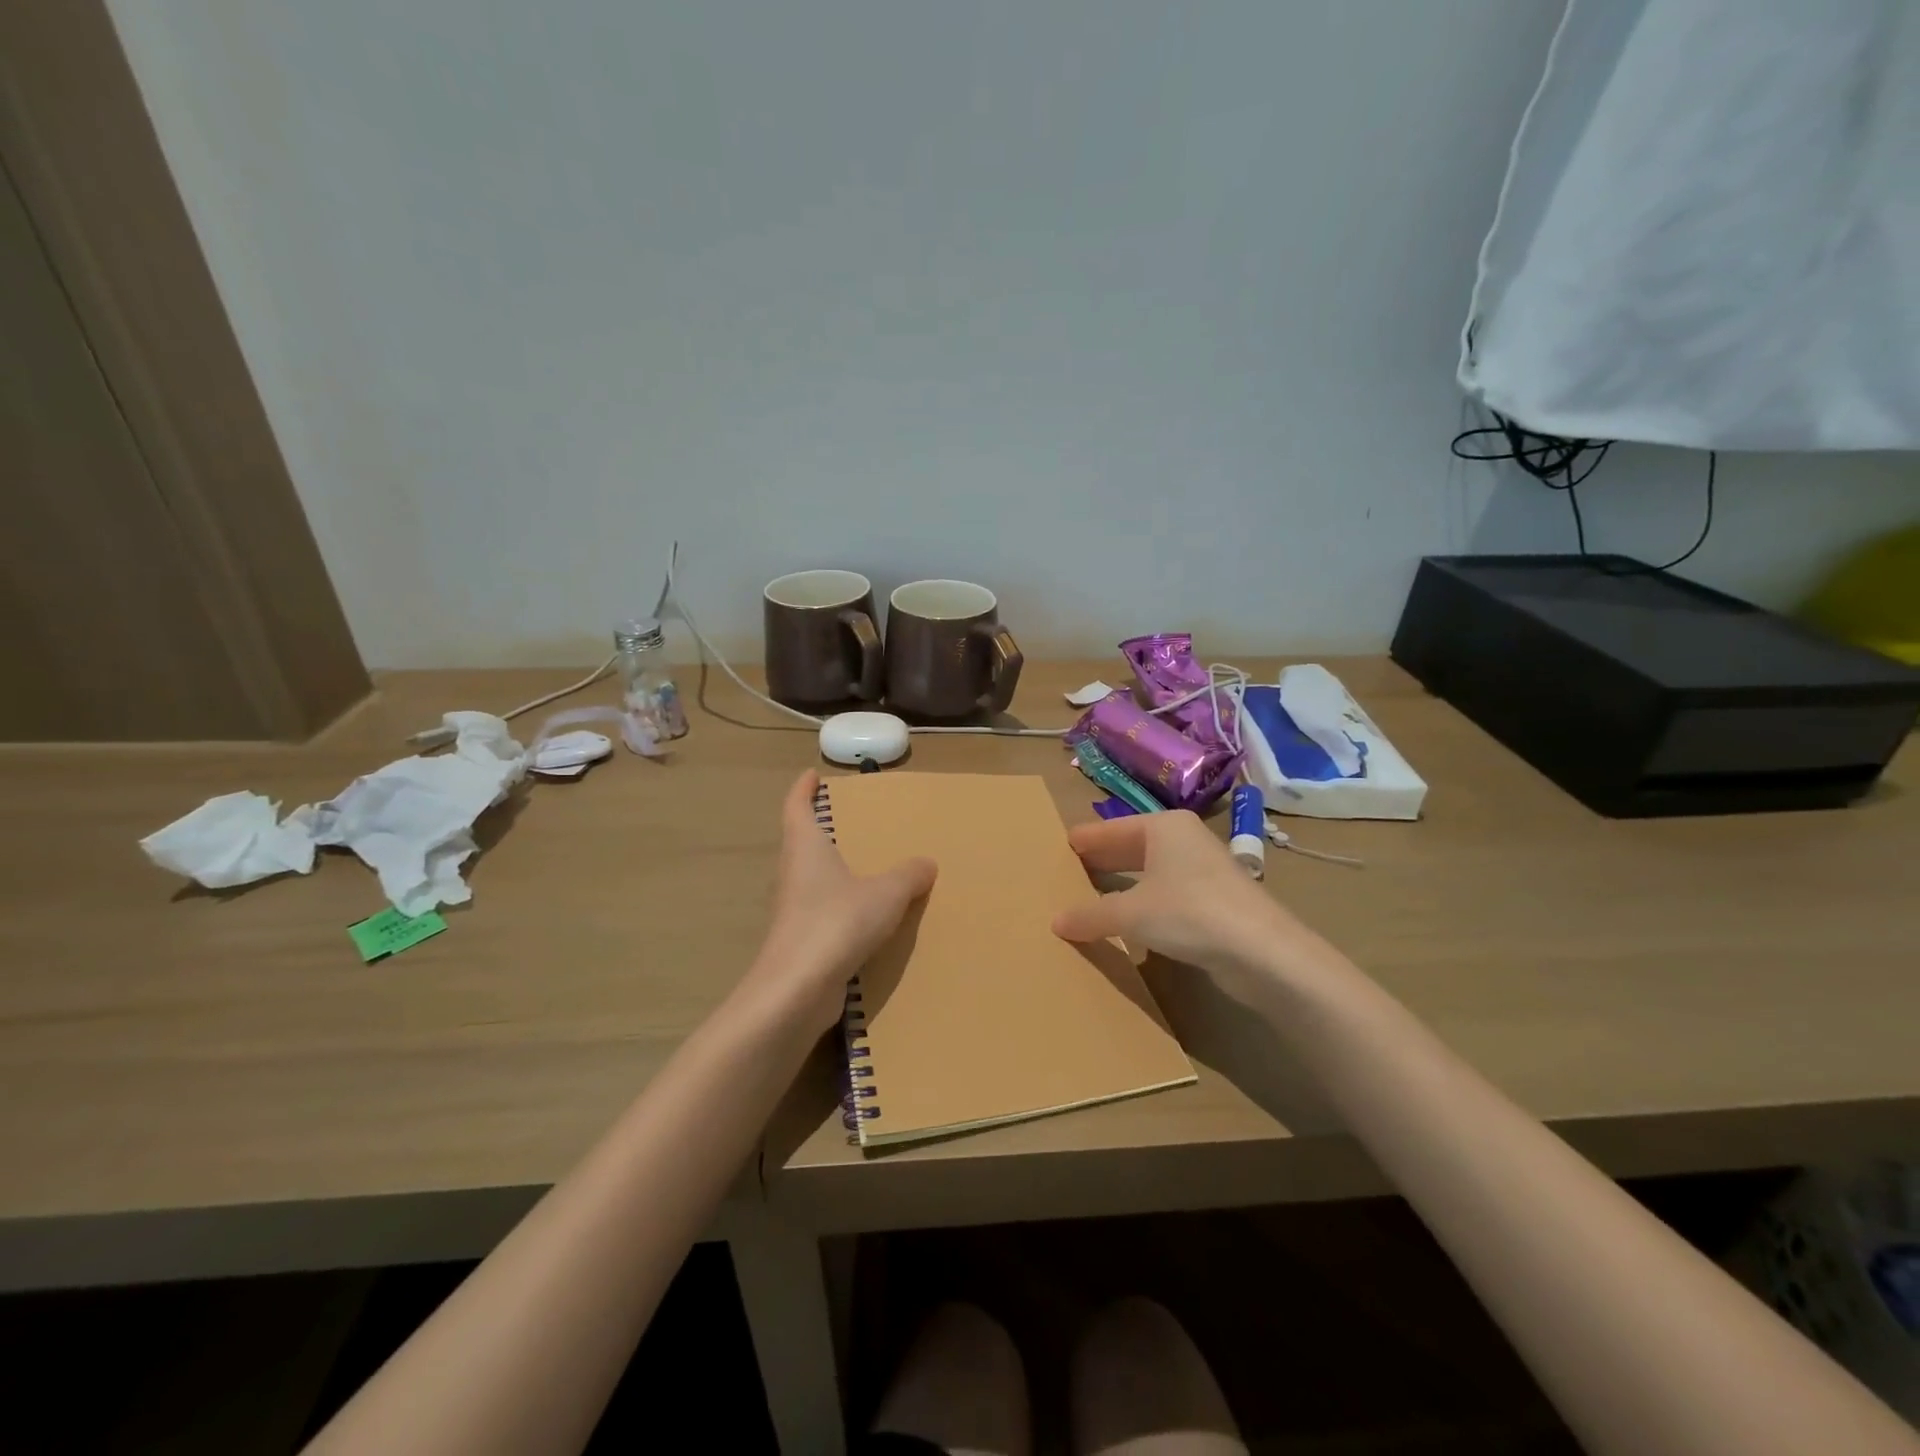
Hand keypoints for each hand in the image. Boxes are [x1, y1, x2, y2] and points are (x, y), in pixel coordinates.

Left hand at [742, 770, 937, 1033]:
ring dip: (831, 872)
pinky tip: (866, 919)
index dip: (803, 789)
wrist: (796, 991)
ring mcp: (792, 911)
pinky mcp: (799, 942)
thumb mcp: (885, 894)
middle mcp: (792, 874)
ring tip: (865, 869)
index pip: (796, 807)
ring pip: (811, 881)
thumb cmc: (836, 923)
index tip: (811, 776)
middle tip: (849, 823)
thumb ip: (908, 876)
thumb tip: (926, 862)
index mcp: (805, 848)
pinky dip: (840, 908)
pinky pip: (822, 914)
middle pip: (801, 843)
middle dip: (820, 831)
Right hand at [1052, 810, 1306, 979]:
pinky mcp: (1214, 901)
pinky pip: (1165, 894)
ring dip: (1121, 885)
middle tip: (1065, 871)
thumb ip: (1091, 915)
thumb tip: (1056, 921)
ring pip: (1149, 872)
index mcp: (1163, 827)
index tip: (1058, 846)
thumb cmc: (1190, 913)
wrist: (1264, 952)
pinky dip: (1143, 903)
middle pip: (1131, 847)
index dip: (1085, 840)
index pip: (1110, 829)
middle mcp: (1184, 840)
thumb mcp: (1131, 914)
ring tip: (1088, 895)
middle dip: (1101, 860)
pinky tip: (1126, 921)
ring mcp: (1202, 870)